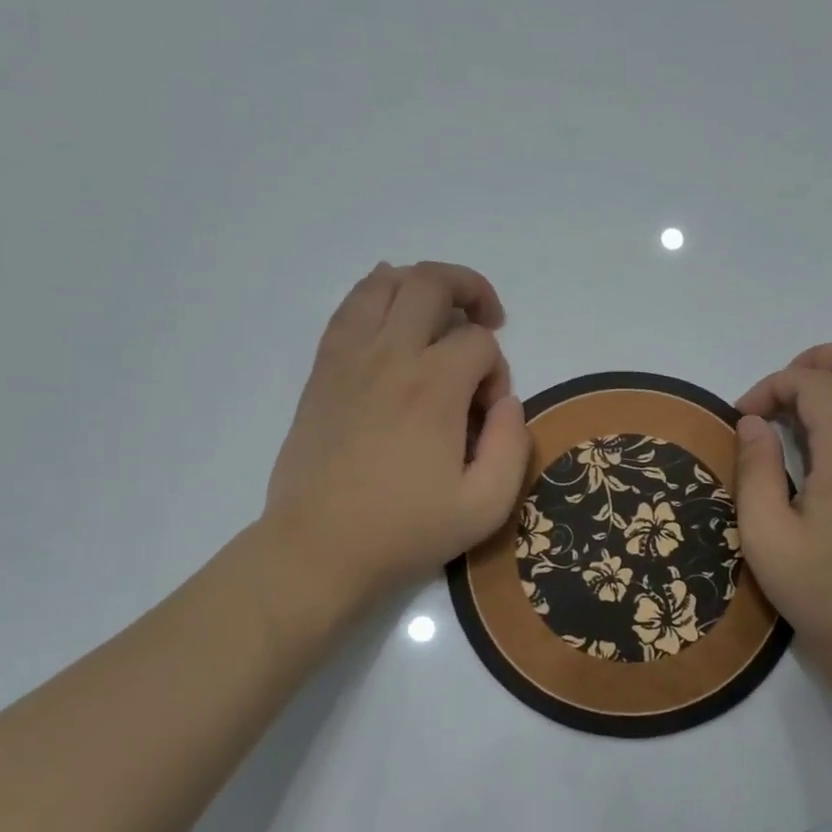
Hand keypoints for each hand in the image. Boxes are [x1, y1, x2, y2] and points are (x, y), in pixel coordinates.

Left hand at [262, 261, 530, 625]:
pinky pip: (350, 308)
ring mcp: (349, 357)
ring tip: (442, 313)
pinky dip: (377, 296)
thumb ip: (513, 445)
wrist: (318, 548)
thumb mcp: (485, 506)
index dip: (497, 370)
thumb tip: (506, 401)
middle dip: (471, 292)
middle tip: (487, 322)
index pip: (479, 343)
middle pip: (432, 283)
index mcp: (434, 388)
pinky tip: (392, 317)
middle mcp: (390, 356)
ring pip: (385, 283)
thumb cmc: (405, 531)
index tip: (485, 415)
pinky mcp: (323, 370)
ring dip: (423, 284)